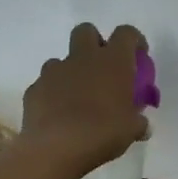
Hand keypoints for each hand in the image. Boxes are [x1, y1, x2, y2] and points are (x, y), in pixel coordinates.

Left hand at [19, 23, 150, 177]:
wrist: (57, 147)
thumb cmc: (103, 132)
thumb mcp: (131, 130)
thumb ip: (138, 123)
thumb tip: (142, 126)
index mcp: (113, 61)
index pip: (126, 33)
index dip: (134, 40)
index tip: (138, 56)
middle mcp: (83, 58)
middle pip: (86, 31)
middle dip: (95, 43)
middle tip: (103, 68)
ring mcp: (55, 71)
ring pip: (62, 59)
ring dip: (72, 72)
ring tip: (78, 98)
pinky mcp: (34, 88)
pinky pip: (46, 84)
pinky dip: (53, 94)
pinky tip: (58, 115)